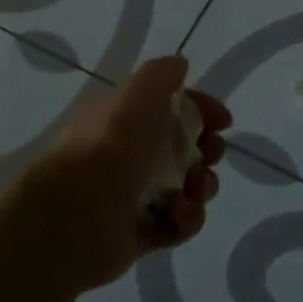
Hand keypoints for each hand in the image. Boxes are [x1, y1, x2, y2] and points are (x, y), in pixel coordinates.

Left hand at [12, 56, 229, 291]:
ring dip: (202, 187)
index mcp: (128, 119)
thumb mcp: (141, 91)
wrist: (79, 212)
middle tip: (210, 155)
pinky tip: (178, 215)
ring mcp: (135, 196)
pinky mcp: (140, 234)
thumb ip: (163, 73)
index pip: (174, 108)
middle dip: (208, 150)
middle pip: (187, 149)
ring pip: (188, 187)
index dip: (203, 111)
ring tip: (193, 190)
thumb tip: (180, 66)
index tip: (223, 121)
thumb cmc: (115, 143)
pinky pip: (178, 224)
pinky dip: (186, 219)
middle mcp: (131, 154)